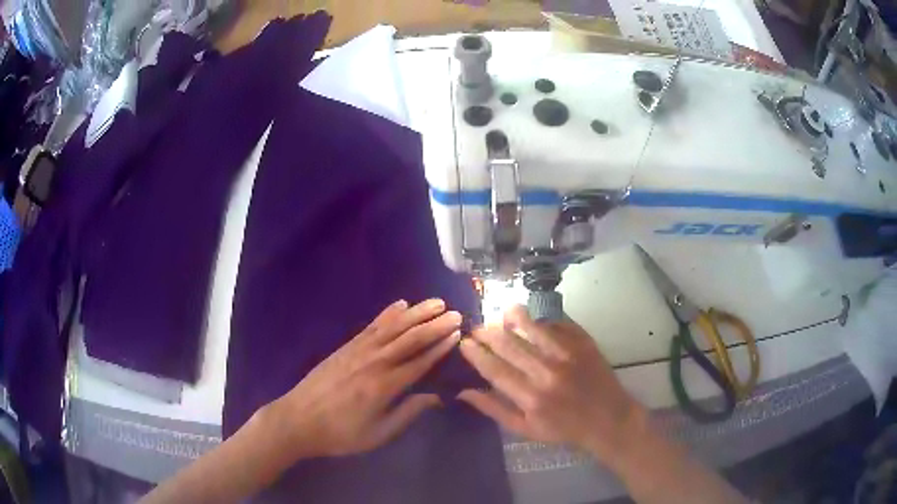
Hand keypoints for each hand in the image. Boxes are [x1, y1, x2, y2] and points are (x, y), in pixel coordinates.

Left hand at [264, 299, 460, 458]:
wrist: (298, 420)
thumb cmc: (341, 433)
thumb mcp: (378, 434)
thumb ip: (408, 413)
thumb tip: (436, 397)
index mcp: (385, 386)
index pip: (419, 362)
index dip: (440, 347)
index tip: (458, 334)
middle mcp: (374, 362)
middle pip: (409, 339)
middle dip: (434, 324)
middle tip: (456, 312)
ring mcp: (358, 351)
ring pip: (392, 327)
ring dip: (416, 313)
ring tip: (436, 302)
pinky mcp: (346, 347)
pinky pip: (371, 326)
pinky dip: (388, 314)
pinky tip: (401, 304)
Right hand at [457, 305, 646, 461]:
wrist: (608, 419)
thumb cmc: (563, 429)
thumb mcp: (525, 429)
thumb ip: (494, 409)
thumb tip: (463, 392)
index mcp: (529, 397)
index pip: (494, 369)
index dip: (475, 354)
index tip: (464, 343)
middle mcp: (546, 372)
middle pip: (508, 344)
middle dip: (486, 332)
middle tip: (476, 327)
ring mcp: (567, 354)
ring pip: (531, 327)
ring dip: (512, 317)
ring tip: (502, 313)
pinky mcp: (583, 342)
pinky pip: (556, 324)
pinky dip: (541, 320)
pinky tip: (533, 320)